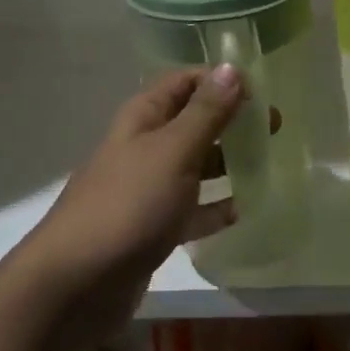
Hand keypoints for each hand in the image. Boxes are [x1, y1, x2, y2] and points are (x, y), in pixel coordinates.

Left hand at [24, 66, 249, 339]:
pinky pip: (190, 209)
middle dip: (230, 120)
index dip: (221, 81)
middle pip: (193, 121)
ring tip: (266, 164)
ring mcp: (146, 188)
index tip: (261, 93)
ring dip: (226, 162)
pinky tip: (241, 211)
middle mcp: (144, 145)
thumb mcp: (173, 152)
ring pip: (193, 164)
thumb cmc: (129, 204)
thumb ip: (206, 112)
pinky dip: (213, 207)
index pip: (185, 81)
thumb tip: (233, 68)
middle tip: (273, 128)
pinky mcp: (151, 227)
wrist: (76, 283)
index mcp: (144, 117)